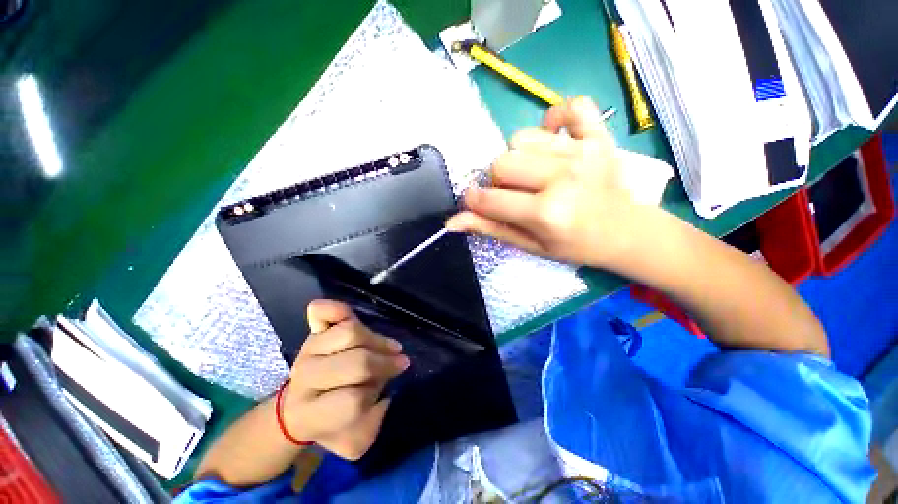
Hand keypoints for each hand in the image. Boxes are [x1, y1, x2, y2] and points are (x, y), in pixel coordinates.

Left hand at [282, 300, 408, 459]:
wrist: (300, 408)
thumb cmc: (331, 424)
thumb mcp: (355, 439)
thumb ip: (374, 424)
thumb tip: (388, 392)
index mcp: (311, 413)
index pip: (353, 399)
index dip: (377, 392)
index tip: (392, 382)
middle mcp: (306, 378)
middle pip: (356, 362)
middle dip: (383, 363)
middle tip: (398, 363)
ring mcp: (309, 349)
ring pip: (350, 332)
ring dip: (375, 339)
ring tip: (387, 347)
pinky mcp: (312, 332)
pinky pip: (322, 312)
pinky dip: (337, 308)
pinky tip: (348, 316)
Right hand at [446, 96, 653, 269]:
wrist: (627, 232)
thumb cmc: (575, 245)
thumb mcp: (529, 245)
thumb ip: (490, 229)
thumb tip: (451, 222)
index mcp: (545, 213)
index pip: (488, 198)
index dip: (475, 200)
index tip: (479, 202)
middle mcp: (562, 177)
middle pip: (501, 161)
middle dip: (499, 180)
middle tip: (516, 193)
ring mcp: (582, 151)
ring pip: (522, 136)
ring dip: (520, 156)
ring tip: (535, 172)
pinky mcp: (599, 134)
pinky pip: (570, 106)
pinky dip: (555, 118)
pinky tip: (555, 139)